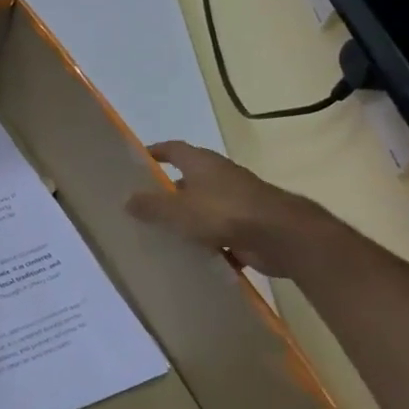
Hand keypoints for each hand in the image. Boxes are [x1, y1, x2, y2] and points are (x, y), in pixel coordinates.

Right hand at [126, 141, 332, 277]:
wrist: (281, 236)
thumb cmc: (224, 212)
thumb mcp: (178, 209)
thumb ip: (151, 205)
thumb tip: (128, 200)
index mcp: (202, 164)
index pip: (173, 149)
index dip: (156, 152)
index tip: (137, 161)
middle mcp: (220, 177)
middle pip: (188, 180)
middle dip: (168, 192)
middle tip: (143, 207)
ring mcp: (236, 202)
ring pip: (204, 208)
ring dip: (187, 220)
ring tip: (160, 235)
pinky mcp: (248, 227)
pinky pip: (219, 234)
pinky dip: (206, 244)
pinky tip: (190, 258)